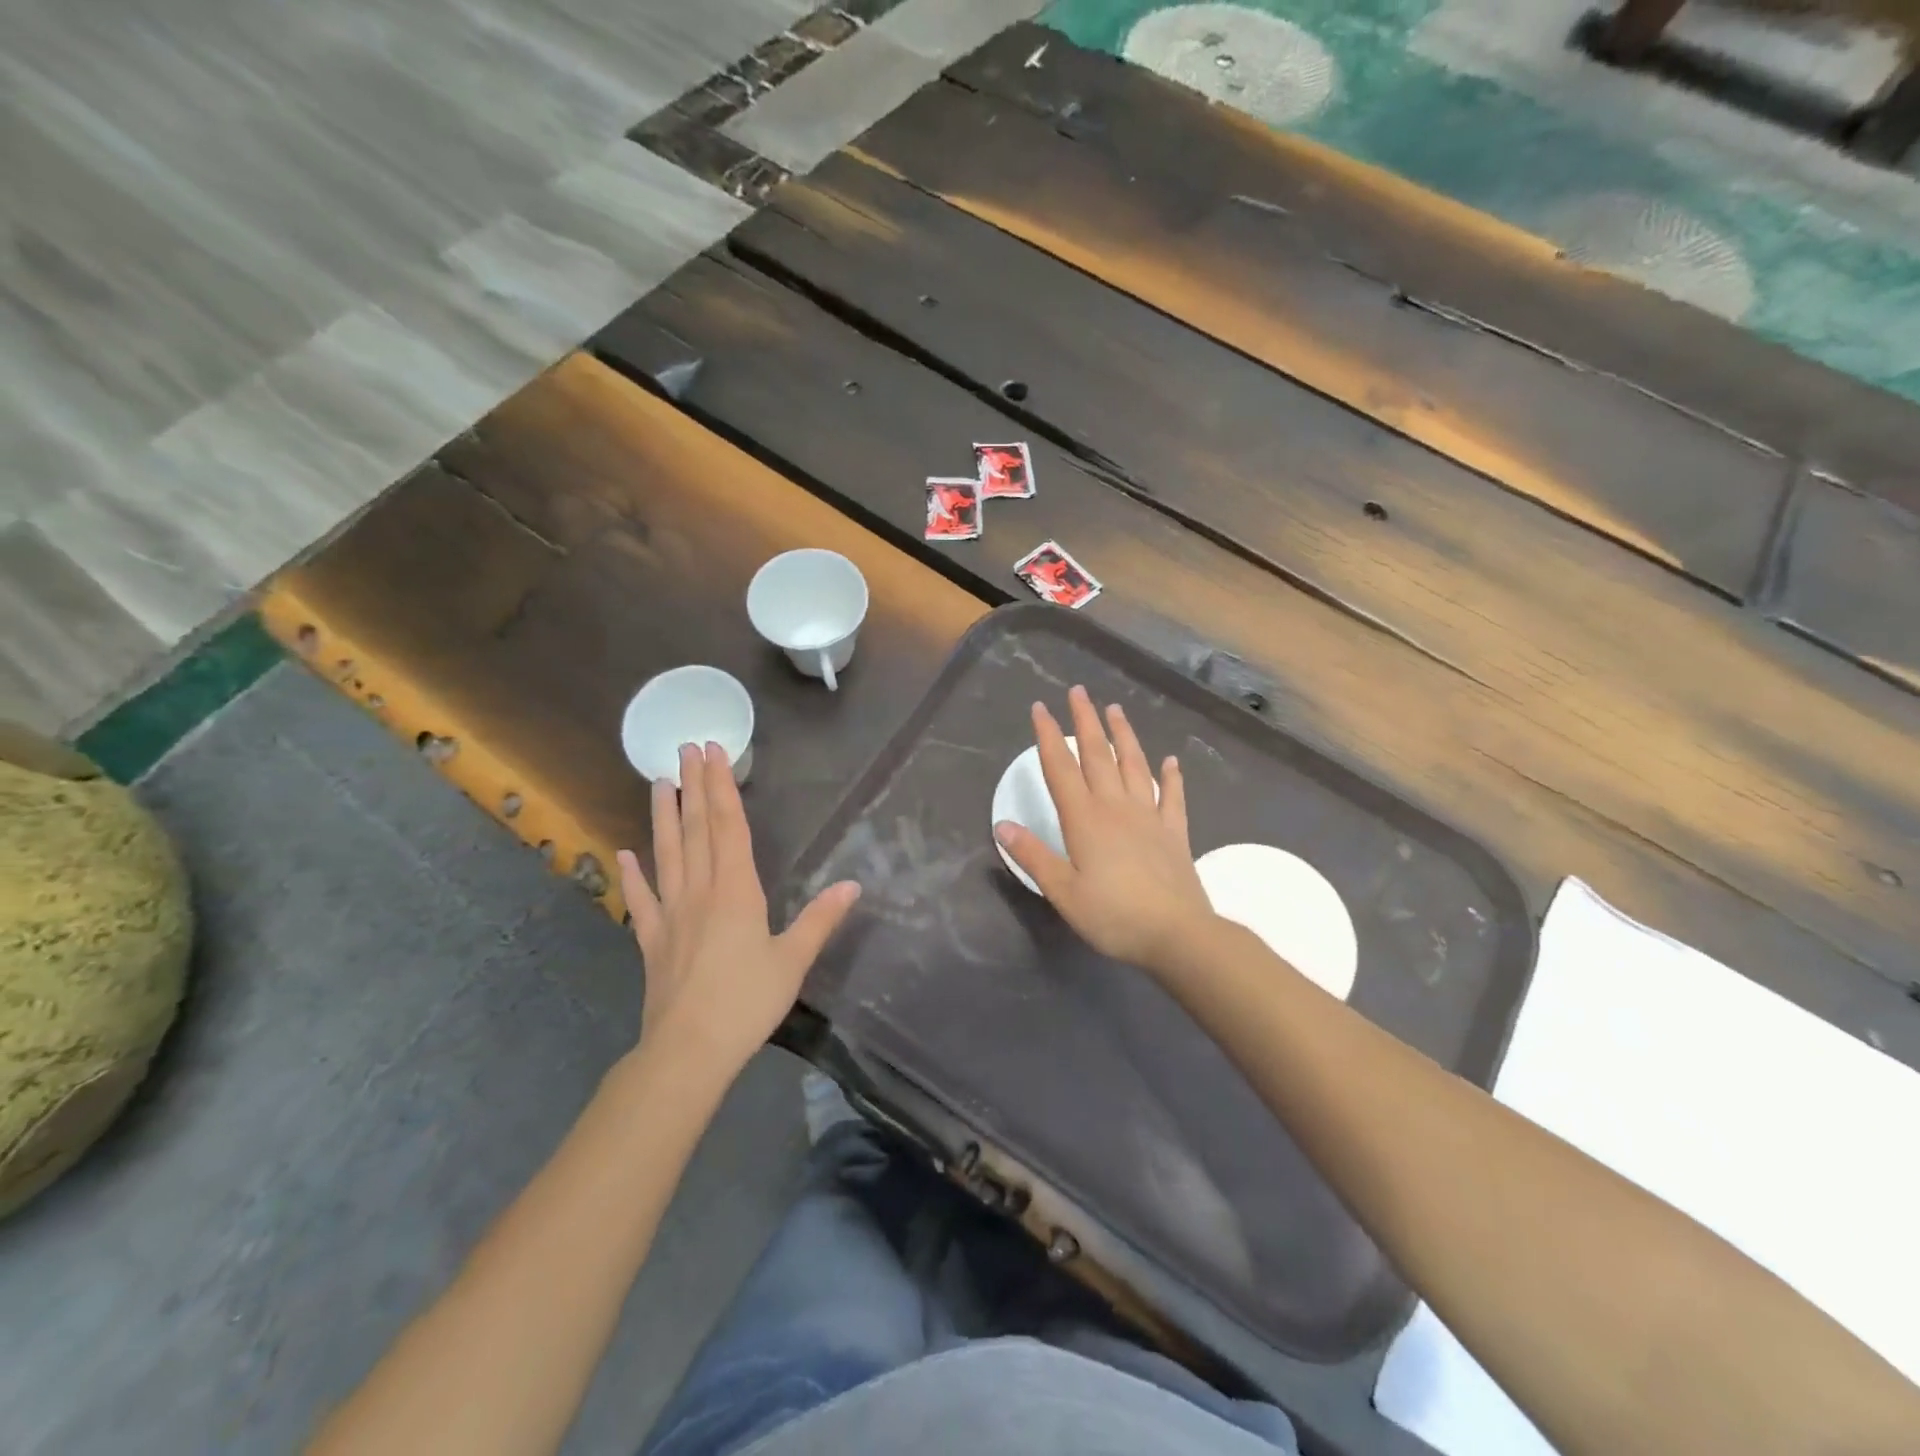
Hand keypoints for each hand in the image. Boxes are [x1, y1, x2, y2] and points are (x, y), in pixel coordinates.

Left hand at [617, 742, 859, 1075]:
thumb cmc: (747, 1001)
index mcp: (736, 890)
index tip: (713, 753)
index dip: (722, 787)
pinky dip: (631, 874)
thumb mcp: (793, 960)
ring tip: (657, 782)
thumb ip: (820, 919)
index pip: (729, 826)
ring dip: (662, 815)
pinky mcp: (652, 939)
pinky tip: (624, 853)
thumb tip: (852, 885)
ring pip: (666, 853)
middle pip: (695, 829)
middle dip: (693, 786)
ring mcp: (670, 913)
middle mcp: (700, 890)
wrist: (688, 1051)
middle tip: (685, 748)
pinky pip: (641, 899)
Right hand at [994, 686, 1215, 971]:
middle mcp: (1116, 807)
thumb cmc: (1113, 915)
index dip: (1047, 736)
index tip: (1040, 708)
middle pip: (1097, 755)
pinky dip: (1171, 776)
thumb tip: (1002, 825)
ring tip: (1115, 709)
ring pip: (1134, 765)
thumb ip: (1034, 856)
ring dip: (1123, 735)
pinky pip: (1172, 796)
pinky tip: (1171, 761)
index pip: (1061, 768)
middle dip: (1085, 721)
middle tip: (1079, 691)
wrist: (1177, 934)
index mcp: (1084, 819)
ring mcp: (1149, 816)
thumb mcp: (1063, 891)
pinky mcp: (1174, 832)